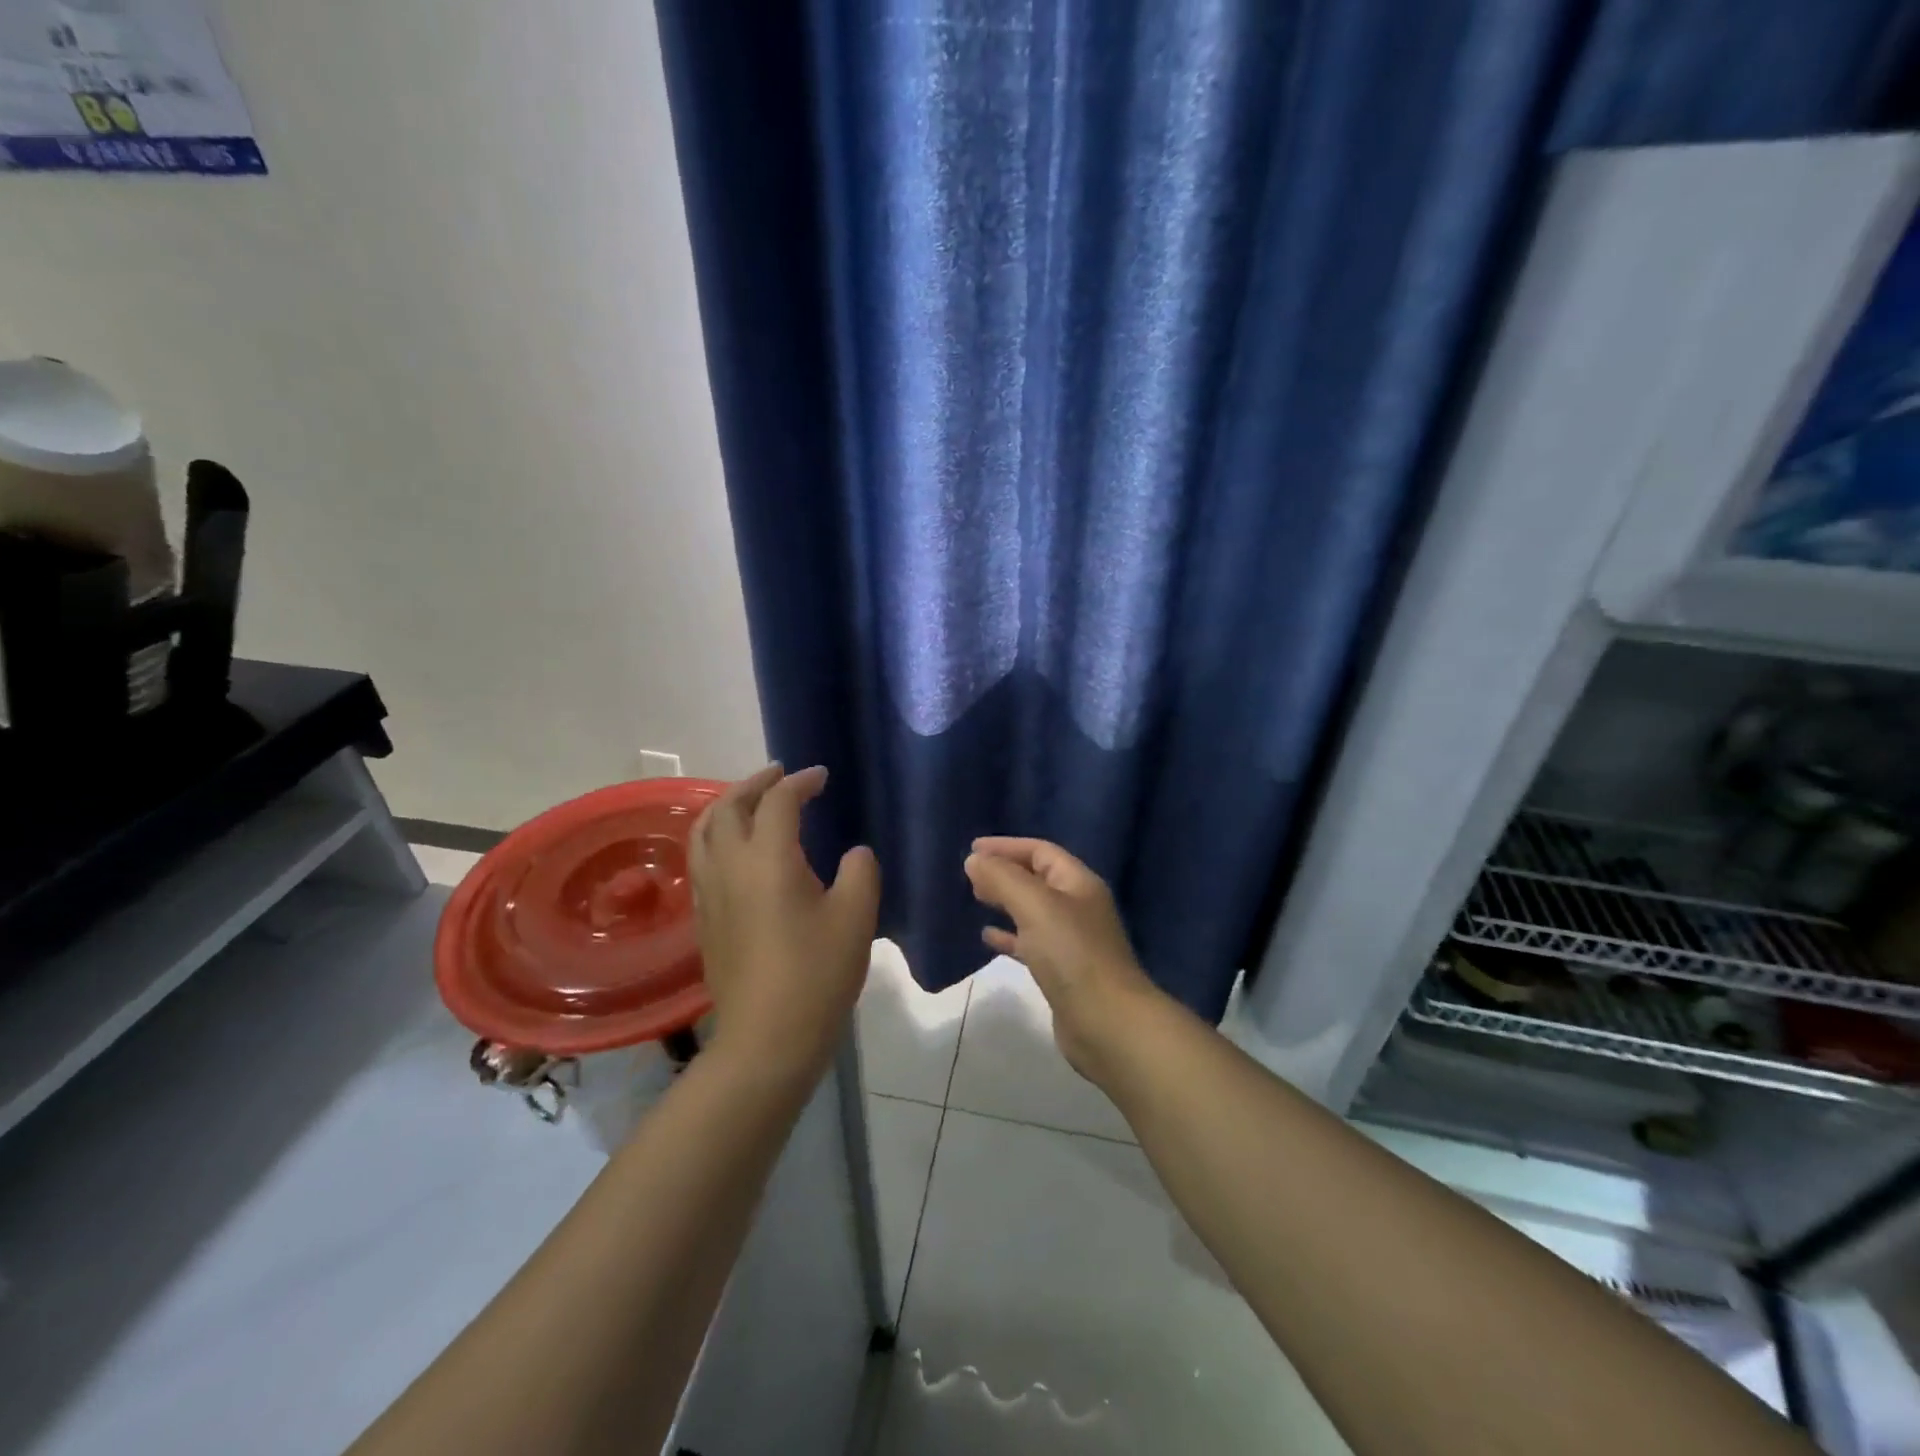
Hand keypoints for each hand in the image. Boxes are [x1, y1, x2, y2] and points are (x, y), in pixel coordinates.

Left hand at [691, 764, 880, 1083]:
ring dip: (727, 806)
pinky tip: (737, 850)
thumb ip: (859, 872)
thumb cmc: (817, 973)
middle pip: (728, 806)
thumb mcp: (856, 917)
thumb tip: (853, 854)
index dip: (800, 782)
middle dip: (754, 783)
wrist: (767, 1038)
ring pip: (703, 831)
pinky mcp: (703, 918)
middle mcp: (729, 866)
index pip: (778, 802)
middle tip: (780, 775)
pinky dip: (717, 836)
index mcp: (767, 858)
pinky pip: (701, 858)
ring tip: (751, 803)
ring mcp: (709, 893)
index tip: (821, 777)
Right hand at [964, 837, 1161, 1086]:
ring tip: (976, 898)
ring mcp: (1073, 941)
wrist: (1107, 1023)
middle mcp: (1078, 907)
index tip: (973, 849)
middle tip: (971, 874)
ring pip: (1033, 910)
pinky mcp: (1063, 971)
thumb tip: (975, 859)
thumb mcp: (1035, 906)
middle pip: (1038, 878)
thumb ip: (1003, 879)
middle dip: (1005, 872)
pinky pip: (1031, 943)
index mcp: (1078, 883)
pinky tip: (987, 938)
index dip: (1007, 846)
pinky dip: (1009, 936)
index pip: (1041, 851)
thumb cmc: (1072, 955)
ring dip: (1006, 902)